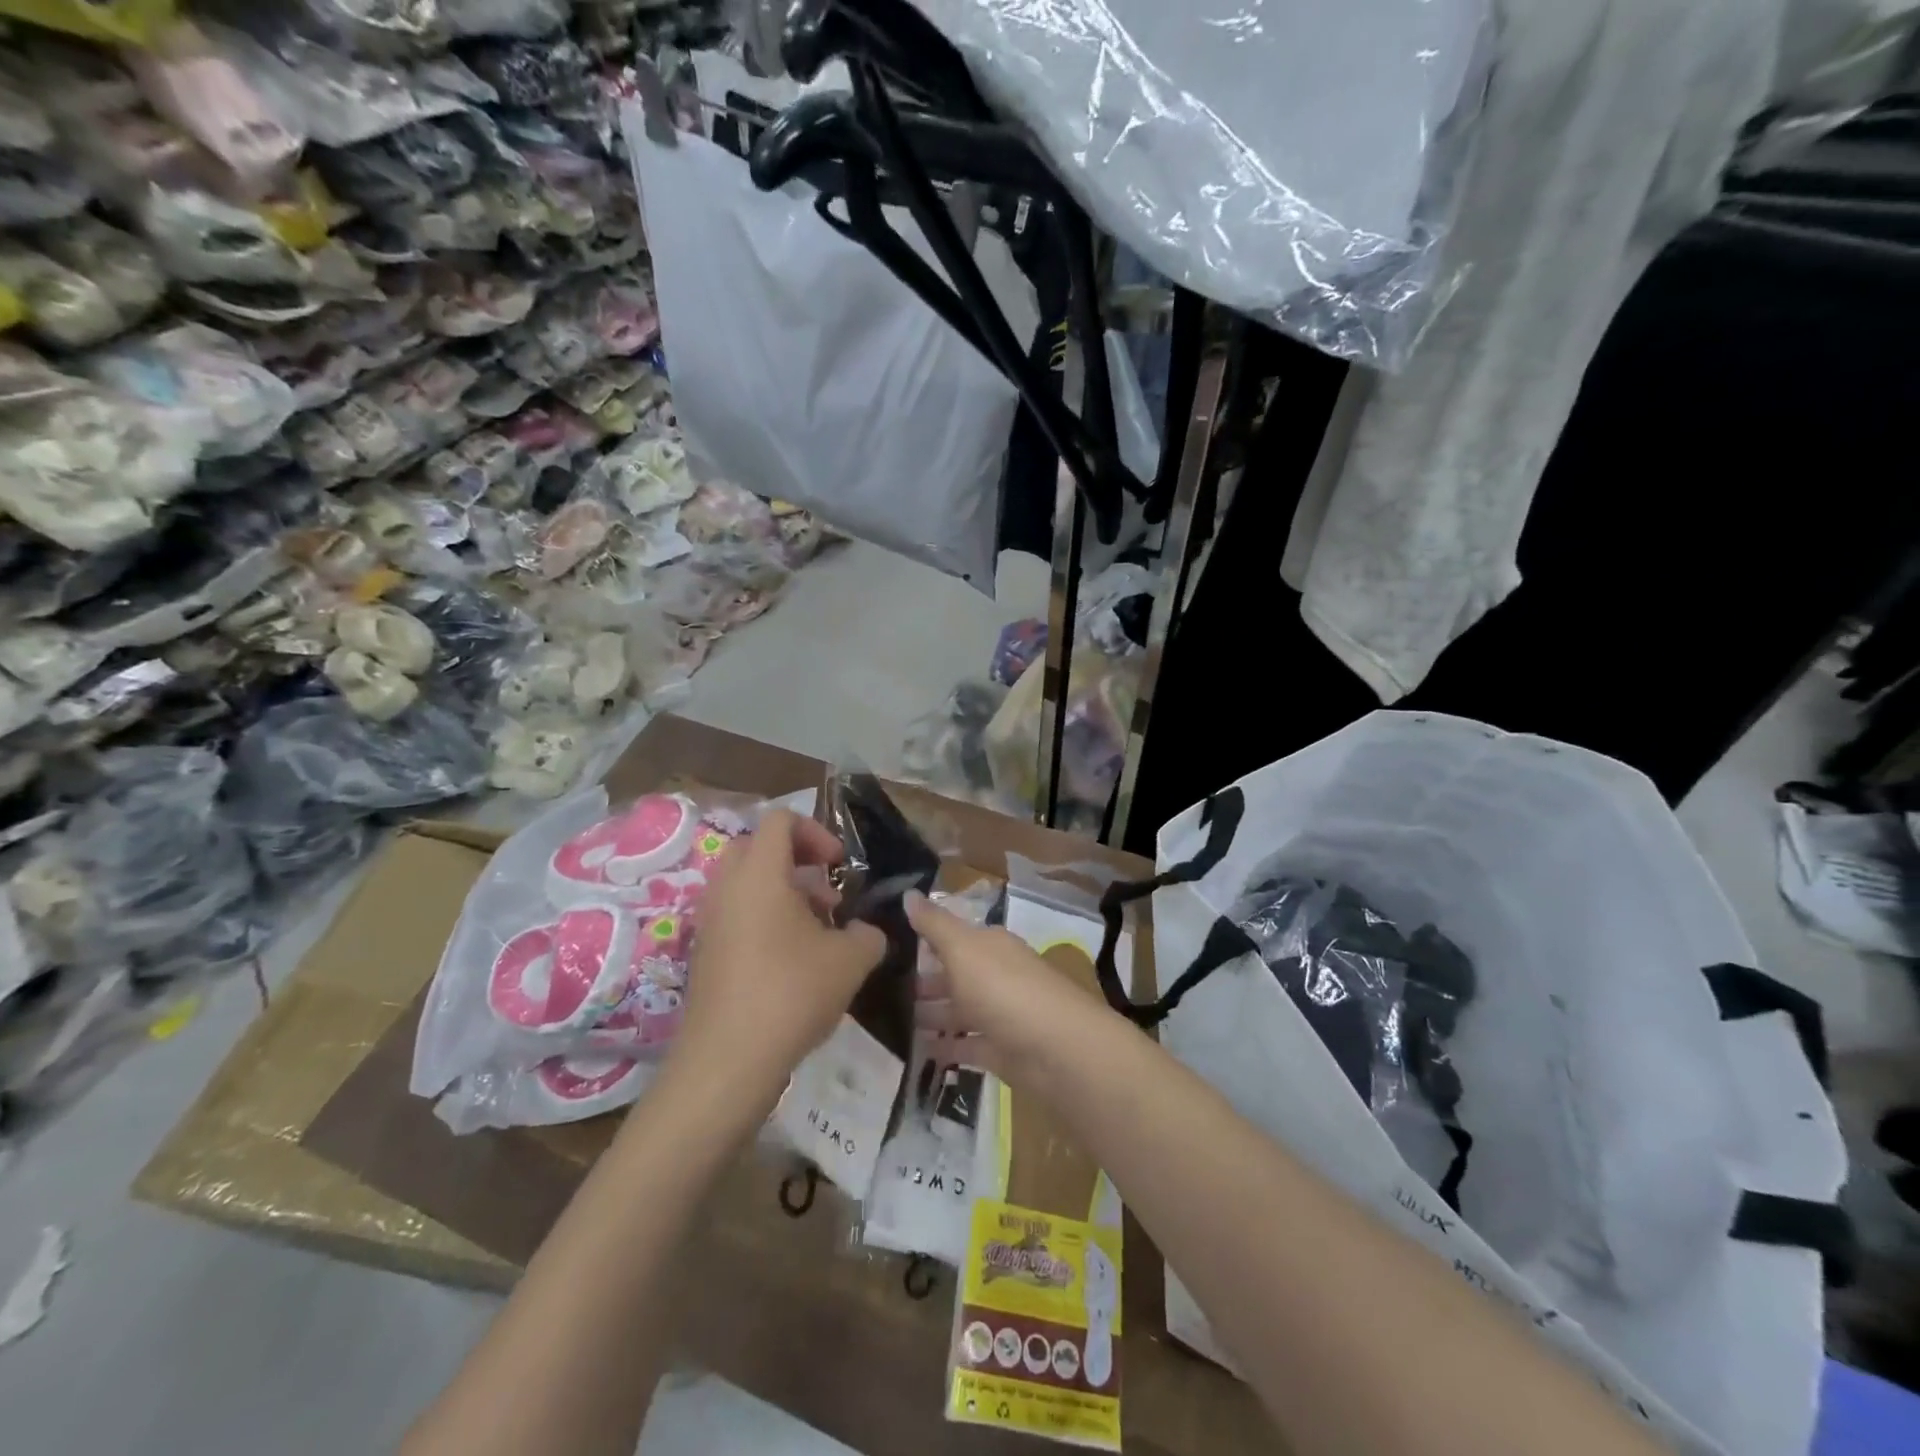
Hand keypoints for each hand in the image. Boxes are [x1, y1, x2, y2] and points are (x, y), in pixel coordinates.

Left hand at [672, 809, 886, 1107]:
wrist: (727, 1061)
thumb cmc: (791, 993)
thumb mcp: (851, 960)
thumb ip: (868, 934)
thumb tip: (865, 932)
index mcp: (760, 873)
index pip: (780, 820)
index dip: (816, 832)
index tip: (839, 866)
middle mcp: (728, 887)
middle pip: (759, 848)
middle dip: (798, 862)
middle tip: (827, 895)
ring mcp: (710, 921)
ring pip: (748, 884)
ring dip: (785, 895)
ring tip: (819, 933)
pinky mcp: (705, 953)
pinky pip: (737, 915)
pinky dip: (765, 921)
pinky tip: (794, 962)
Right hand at [907, 889, 1115, 1091]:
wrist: (1057, 1050)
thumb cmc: (1004, 989)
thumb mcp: (963, 948)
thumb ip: (934, 924)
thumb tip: (907, 893)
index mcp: (990, 946)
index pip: (953, 936)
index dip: (924, 939)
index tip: (887, 946)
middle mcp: (996, 975)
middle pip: (954, 975)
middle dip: (922, 981)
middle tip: (879, 991)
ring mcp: (1000, 1015)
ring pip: (959, 1011)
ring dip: (930, 1016)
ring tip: (889, 1023)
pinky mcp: (1002, 1052)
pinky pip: (966, 1046)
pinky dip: (946, 1048)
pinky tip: (916, 1053)